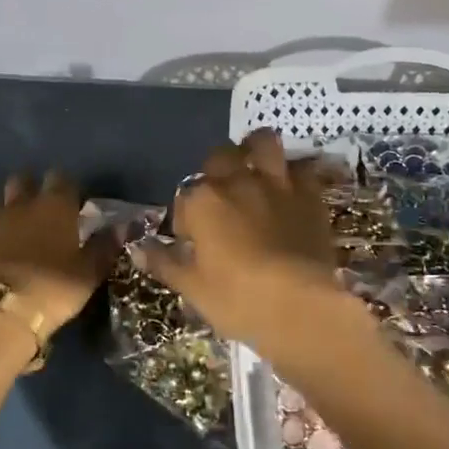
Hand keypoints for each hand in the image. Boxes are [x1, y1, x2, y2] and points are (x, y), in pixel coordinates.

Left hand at [0, 171, 117, 338]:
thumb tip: (122, 226)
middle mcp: (24, 204)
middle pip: (24, 179)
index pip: (61, 178)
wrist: (1, 312)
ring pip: (3, 198)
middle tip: (44, 206)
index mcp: (55, 205)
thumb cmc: (54, 287)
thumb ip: (105, 246)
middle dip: (33, 186)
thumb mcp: (89, 271)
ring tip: (22, 223)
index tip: (75, 202)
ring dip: (12, 205)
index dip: (68, 187)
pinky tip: (4, 242)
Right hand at [134, 130, 360, 359]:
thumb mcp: (193, 288)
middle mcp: (237, 181)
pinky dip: (293, 173)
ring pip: (263, 143)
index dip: (186, 218)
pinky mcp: (310, 194)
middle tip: (221, 197)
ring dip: (256, 149)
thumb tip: (138, 249)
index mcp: (203, 201)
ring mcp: (276, 183)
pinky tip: (291, 188)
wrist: (302, 305)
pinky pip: (301, 168)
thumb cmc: (238, 299)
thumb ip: (165, 262)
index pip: (184, 198)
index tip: (191, 240)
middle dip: (216, 170)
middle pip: (220, 157)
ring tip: (255, 165)